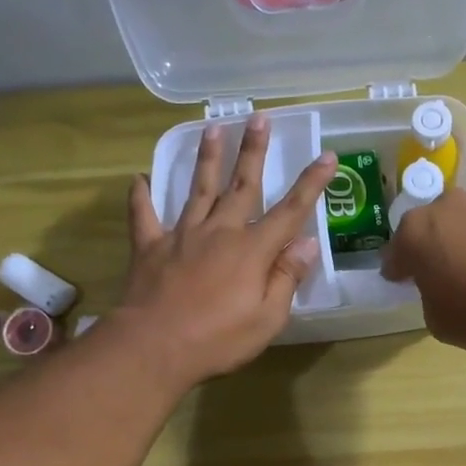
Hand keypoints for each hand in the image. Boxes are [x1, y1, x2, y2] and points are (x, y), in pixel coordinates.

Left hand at [117, 114, 335, 383]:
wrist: (155, 347)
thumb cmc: (218, 339)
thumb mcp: (267, 318)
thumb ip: (286, 277)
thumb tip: (307, 242)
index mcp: (252, 250)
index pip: (290, 211)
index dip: (311, 183)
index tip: (327, 156)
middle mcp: (220, 232)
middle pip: (242, 185)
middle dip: (253, 151)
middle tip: (259, 118)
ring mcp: (182, 235)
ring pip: (197, 189)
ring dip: (207, 159)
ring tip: (212, 128)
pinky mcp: (150, 247)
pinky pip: (144, 216)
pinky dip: (141, 197)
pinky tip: (138, 179)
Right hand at [381, 190, 465, 354]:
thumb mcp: (437, 320)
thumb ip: (429, 297)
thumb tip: (442, 288)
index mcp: (415, 232)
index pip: (394, 254)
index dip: (397, 274)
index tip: (402, 286)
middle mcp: (444, 210)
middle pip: (426, 231)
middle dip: (427, 252)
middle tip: (434, 279)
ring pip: (457, 229)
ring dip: (457, 248)